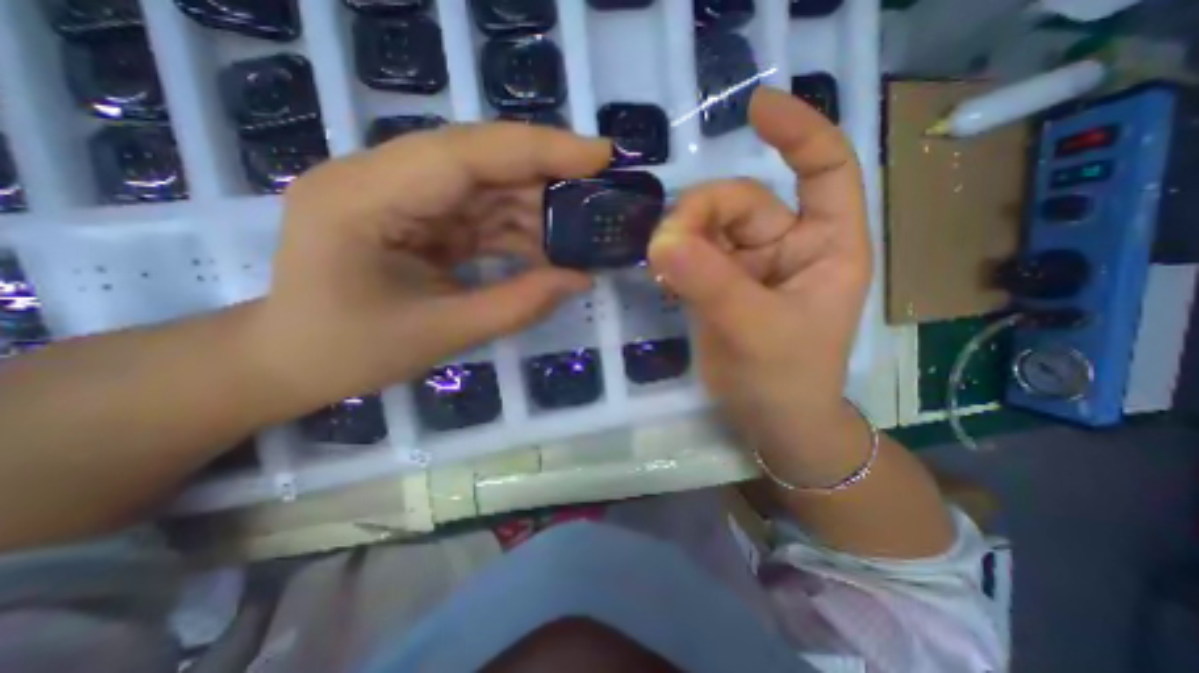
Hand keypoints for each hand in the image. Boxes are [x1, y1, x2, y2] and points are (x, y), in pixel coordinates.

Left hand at [251, 124, 612, 411]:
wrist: (292, 360)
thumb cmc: (349, 353)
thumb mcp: (440, 334)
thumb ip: (517, 305)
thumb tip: (581, 279)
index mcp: (365, 198)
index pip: (465, 153)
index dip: (539, 149)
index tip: (601, 155)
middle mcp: (380, 178)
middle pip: (480, 160)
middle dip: (547, 175)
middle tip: (602, 194)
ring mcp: (399, 195)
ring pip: (487, 185)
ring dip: (537, 209)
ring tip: (581, 233)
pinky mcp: (417, 215)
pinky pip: (480, 212)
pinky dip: (518, 230)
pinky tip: (547, 251)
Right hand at [646, 88, 871, 462]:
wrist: (767, 419)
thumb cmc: (785, 378)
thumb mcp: (755, 328)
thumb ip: (711, 283)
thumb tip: (662, 240)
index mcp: (825, 246)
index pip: (824, 169)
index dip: (798, 131)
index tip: (754, 108)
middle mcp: (787, 246)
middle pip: (740, 202)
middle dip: (700, 214)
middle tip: (665, 247)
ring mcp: (748, 264)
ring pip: (707, 227)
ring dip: (680, 238)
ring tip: (660, 265)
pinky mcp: (718, 283)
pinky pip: (690, 254)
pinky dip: (673, 259)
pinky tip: (661, 277)